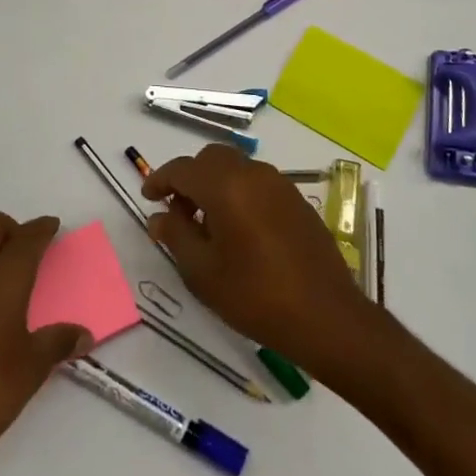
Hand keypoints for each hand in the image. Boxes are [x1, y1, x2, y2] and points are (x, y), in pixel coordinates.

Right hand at [141, 145, 371, 371]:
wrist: (326, 316)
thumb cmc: (255, 295)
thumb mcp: (203, 272)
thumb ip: (176, 236)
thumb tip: (159, 217)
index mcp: (225, 186)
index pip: (182, 168)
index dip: (160, 180)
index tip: (149, 198)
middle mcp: (252, 173)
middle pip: (211, 159)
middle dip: (189, 178)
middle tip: (178, 211)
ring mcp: (279, 184)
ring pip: (236, 167)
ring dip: (215, 184)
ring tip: (207, 224)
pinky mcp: (297, 200)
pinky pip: (258, 182)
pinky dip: (239, 192)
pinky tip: (238, 230)